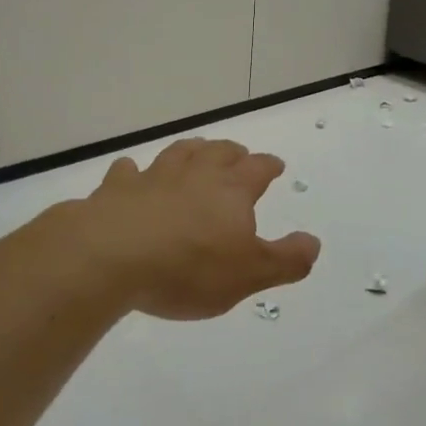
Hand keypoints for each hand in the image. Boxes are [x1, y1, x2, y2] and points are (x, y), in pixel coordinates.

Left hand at [79, 138, 320, 319]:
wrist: (111, 256)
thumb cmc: (188, 267)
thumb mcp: (248, 274)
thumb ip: (285, 259)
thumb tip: (314, 242)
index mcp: (231, 190)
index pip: (258, 168)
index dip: (269, 166)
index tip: (275, 165)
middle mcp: (195, 174)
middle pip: (219, 152)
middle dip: (232, 152)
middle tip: (238, 155)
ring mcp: (154, 178)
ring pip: (178, 153)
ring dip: (191, 151)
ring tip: (196, 151)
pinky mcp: (117, 190)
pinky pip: (127, 173)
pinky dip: (132, 172)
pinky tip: (131, 173)